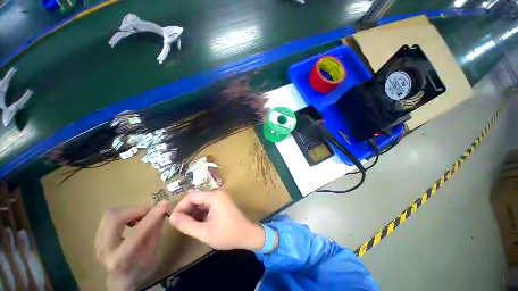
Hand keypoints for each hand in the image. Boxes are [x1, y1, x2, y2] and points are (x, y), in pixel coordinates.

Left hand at [95, 201, 169, 290]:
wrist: (122, 279)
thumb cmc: (141, 267)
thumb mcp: (153, 251)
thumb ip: (156, 229)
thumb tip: (163, 209)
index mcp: (121, 258)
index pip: (137, 232)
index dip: (152, 216)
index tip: (165, 204)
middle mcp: (105, 249)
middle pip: (115, 218)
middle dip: (136, 210)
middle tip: (149, 211)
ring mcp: (97, 242)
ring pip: (111, 214)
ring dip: (130, 211)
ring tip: (141, 217)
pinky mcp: (97, 237)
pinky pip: (109, 217)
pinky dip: (124, 214)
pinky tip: (132, 220)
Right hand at [169, 191, 264, 250]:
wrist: (247, 235)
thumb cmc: (227, 234)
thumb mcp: (204, 232)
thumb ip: (186, 224)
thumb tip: (171, 217)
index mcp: (214, 197)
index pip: (191, 196)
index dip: (180, 207)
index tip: (173, 220)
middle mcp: (217, 194)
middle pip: (196, 198)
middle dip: (186, 210)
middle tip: (178, 225)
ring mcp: (220, 198)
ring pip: (201, 202)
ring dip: (192, 212)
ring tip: (186, 226)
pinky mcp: (221, 203)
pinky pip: (207, 205)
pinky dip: (200, 213)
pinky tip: (196, 224)